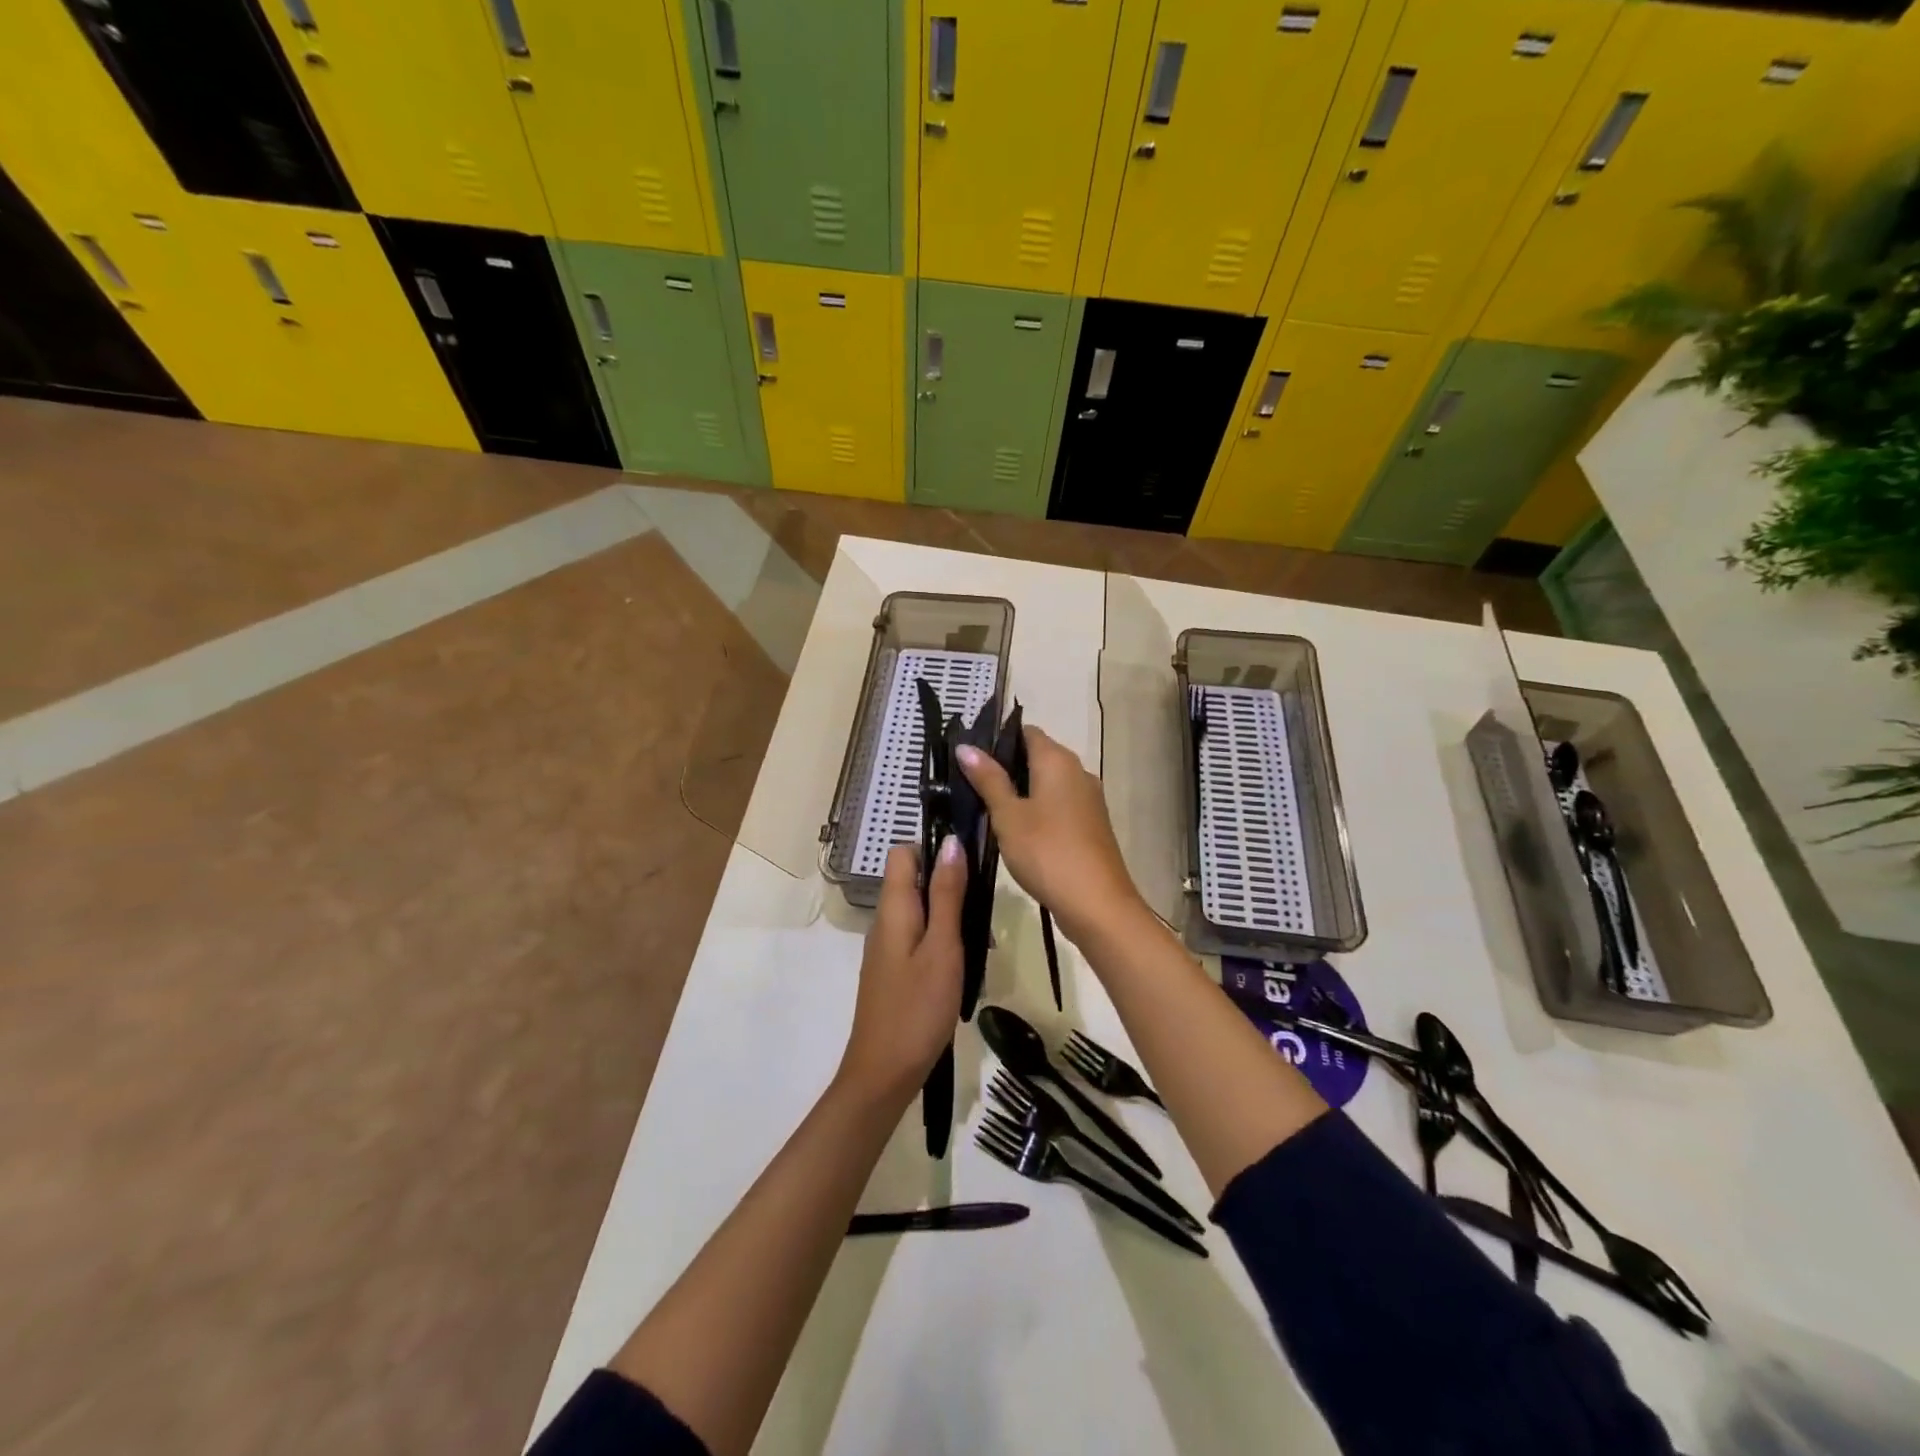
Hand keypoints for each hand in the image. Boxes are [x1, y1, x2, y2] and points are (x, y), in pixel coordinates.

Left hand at [837, 839, 965, 1102]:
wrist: (884, 1073)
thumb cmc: (918, 1007)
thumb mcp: (942, 947)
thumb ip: (947, 894)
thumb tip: (951, 841)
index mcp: (893, 908)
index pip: (904, 852)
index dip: (934, 848)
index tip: (969, 863)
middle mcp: (885, 921)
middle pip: (914, 880)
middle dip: (950, 885)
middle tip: (984, 909)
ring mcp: (887, 948)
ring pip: (920, 911)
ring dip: (951, 916)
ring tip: (982, 941)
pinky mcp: (894, 970)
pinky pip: (919, 937)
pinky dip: (943, 941)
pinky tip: (966, 964)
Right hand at [956, 727, 1148, 944]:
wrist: (1097, 904)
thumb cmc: (1047, 852)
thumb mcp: (1008, 815)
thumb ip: (988, 779)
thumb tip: (966, 747)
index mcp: (1058, 760)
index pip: (1025, 731)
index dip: (996, 738)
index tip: (968, 754)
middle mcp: (1078, 772)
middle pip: (1037, 756)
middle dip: (1005, 766)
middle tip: (968, 782)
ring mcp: (1088, 800)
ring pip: (1047, 783)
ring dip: (1019, 791)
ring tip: (984, 806)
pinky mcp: (1090, 825)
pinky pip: (1057, 805)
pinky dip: (1036, 810)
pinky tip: (1014, 829)